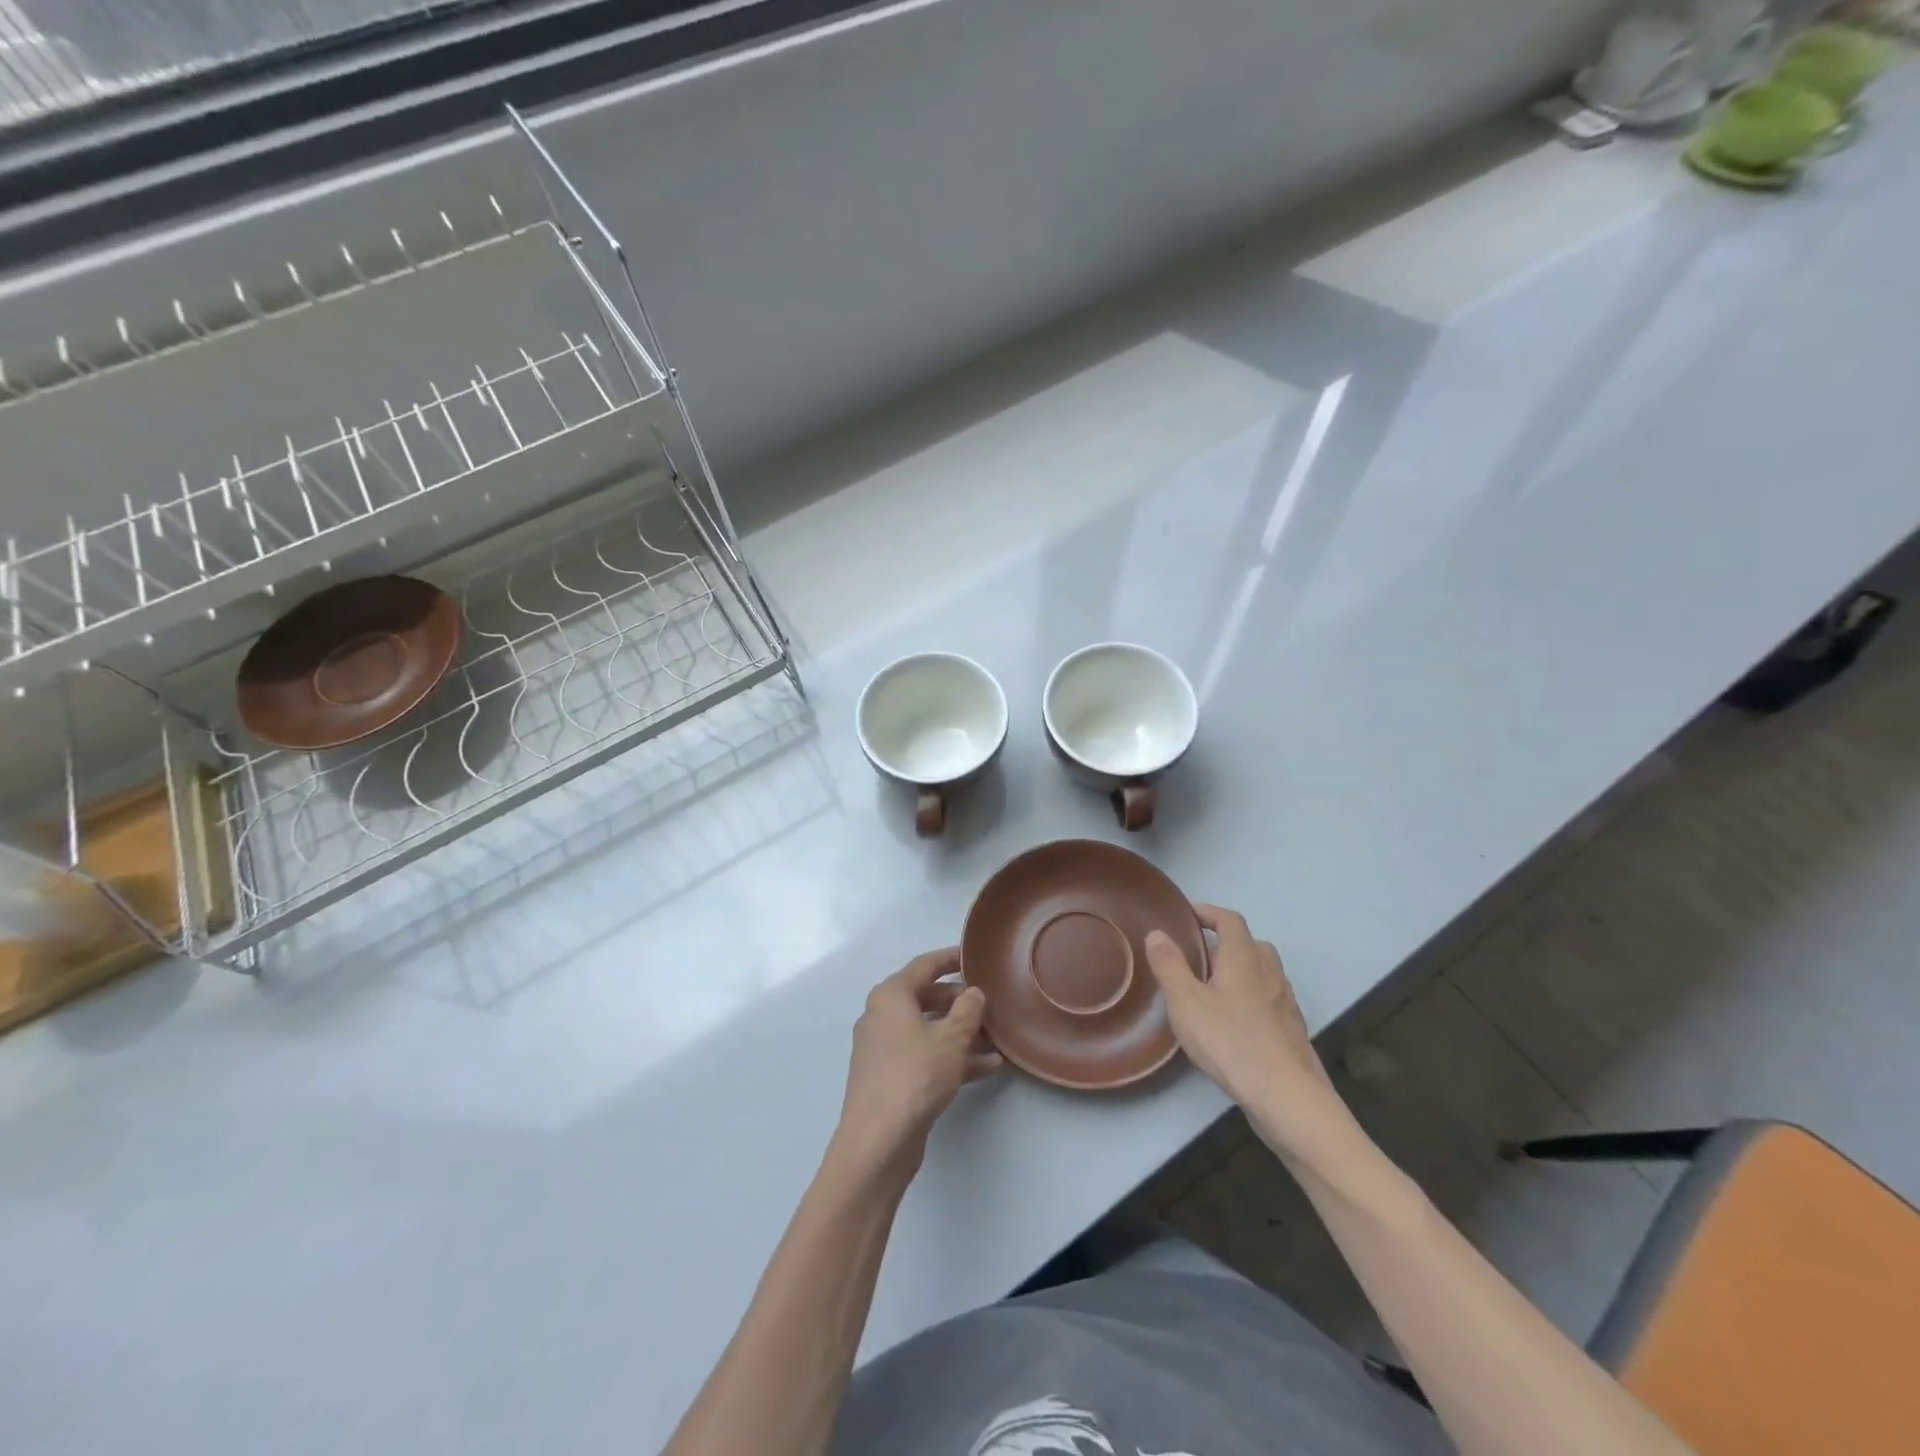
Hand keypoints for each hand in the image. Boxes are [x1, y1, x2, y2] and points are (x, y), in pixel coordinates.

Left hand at [833, 948, 1002, 1175]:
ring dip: (961, 1033)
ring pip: (929, 1030)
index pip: (925, 965)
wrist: (878, 1141)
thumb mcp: (951, 1039)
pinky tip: (987, 1067)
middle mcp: (883, 1016)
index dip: (951, 958)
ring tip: (997, 1037)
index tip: (975, 956)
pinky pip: (926, 1056)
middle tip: (990, 1003)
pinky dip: (952, 1057)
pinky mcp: (891, 1078)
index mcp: (891, 996)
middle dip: (960, 1001)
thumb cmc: (915, 1075)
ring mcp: (884, 1049)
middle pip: (926, 997)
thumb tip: (972, 993)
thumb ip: (967, 1011)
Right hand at [1144, 906, 1362, 1173]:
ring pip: (1260, 972)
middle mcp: (1269, 971)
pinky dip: (1249, 998)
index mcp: (1243, 957)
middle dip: (1222, 943)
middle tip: (1194, 956)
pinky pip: (1267, 999)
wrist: (1288, 1098)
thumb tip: (1158, 934)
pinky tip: (1232, 1022)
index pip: (1228, 920)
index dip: (1207, 912)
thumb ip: (1169, 964)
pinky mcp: (1291, 1030)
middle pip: (1248, 943)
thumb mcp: (1186, 1001)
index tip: (1185, 916)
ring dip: (1237, 971)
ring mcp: (1284, 1002)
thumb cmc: (1231, 1041)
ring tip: (1209, 988)